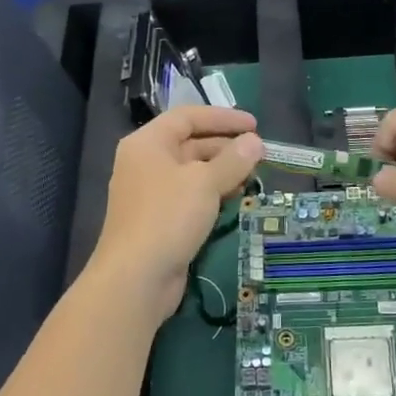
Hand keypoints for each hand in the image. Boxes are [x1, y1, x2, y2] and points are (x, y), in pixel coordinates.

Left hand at [89, 107, 263, 324]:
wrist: (136, 278)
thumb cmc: (168, 217)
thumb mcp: (205, 183)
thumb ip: (233, 160)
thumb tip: (255, 142)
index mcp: (148, 143)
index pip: (187, 117)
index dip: (222, 118)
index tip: (254, 124)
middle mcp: (145, 162)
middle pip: (190, 143)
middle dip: (226, 146)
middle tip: (259, 154)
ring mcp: (151, 193)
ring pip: (192, 171)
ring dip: (222, 171)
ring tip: (253, 176)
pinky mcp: (159, 219)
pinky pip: (190, 195)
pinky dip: (213, 192)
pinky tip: (236, 198)